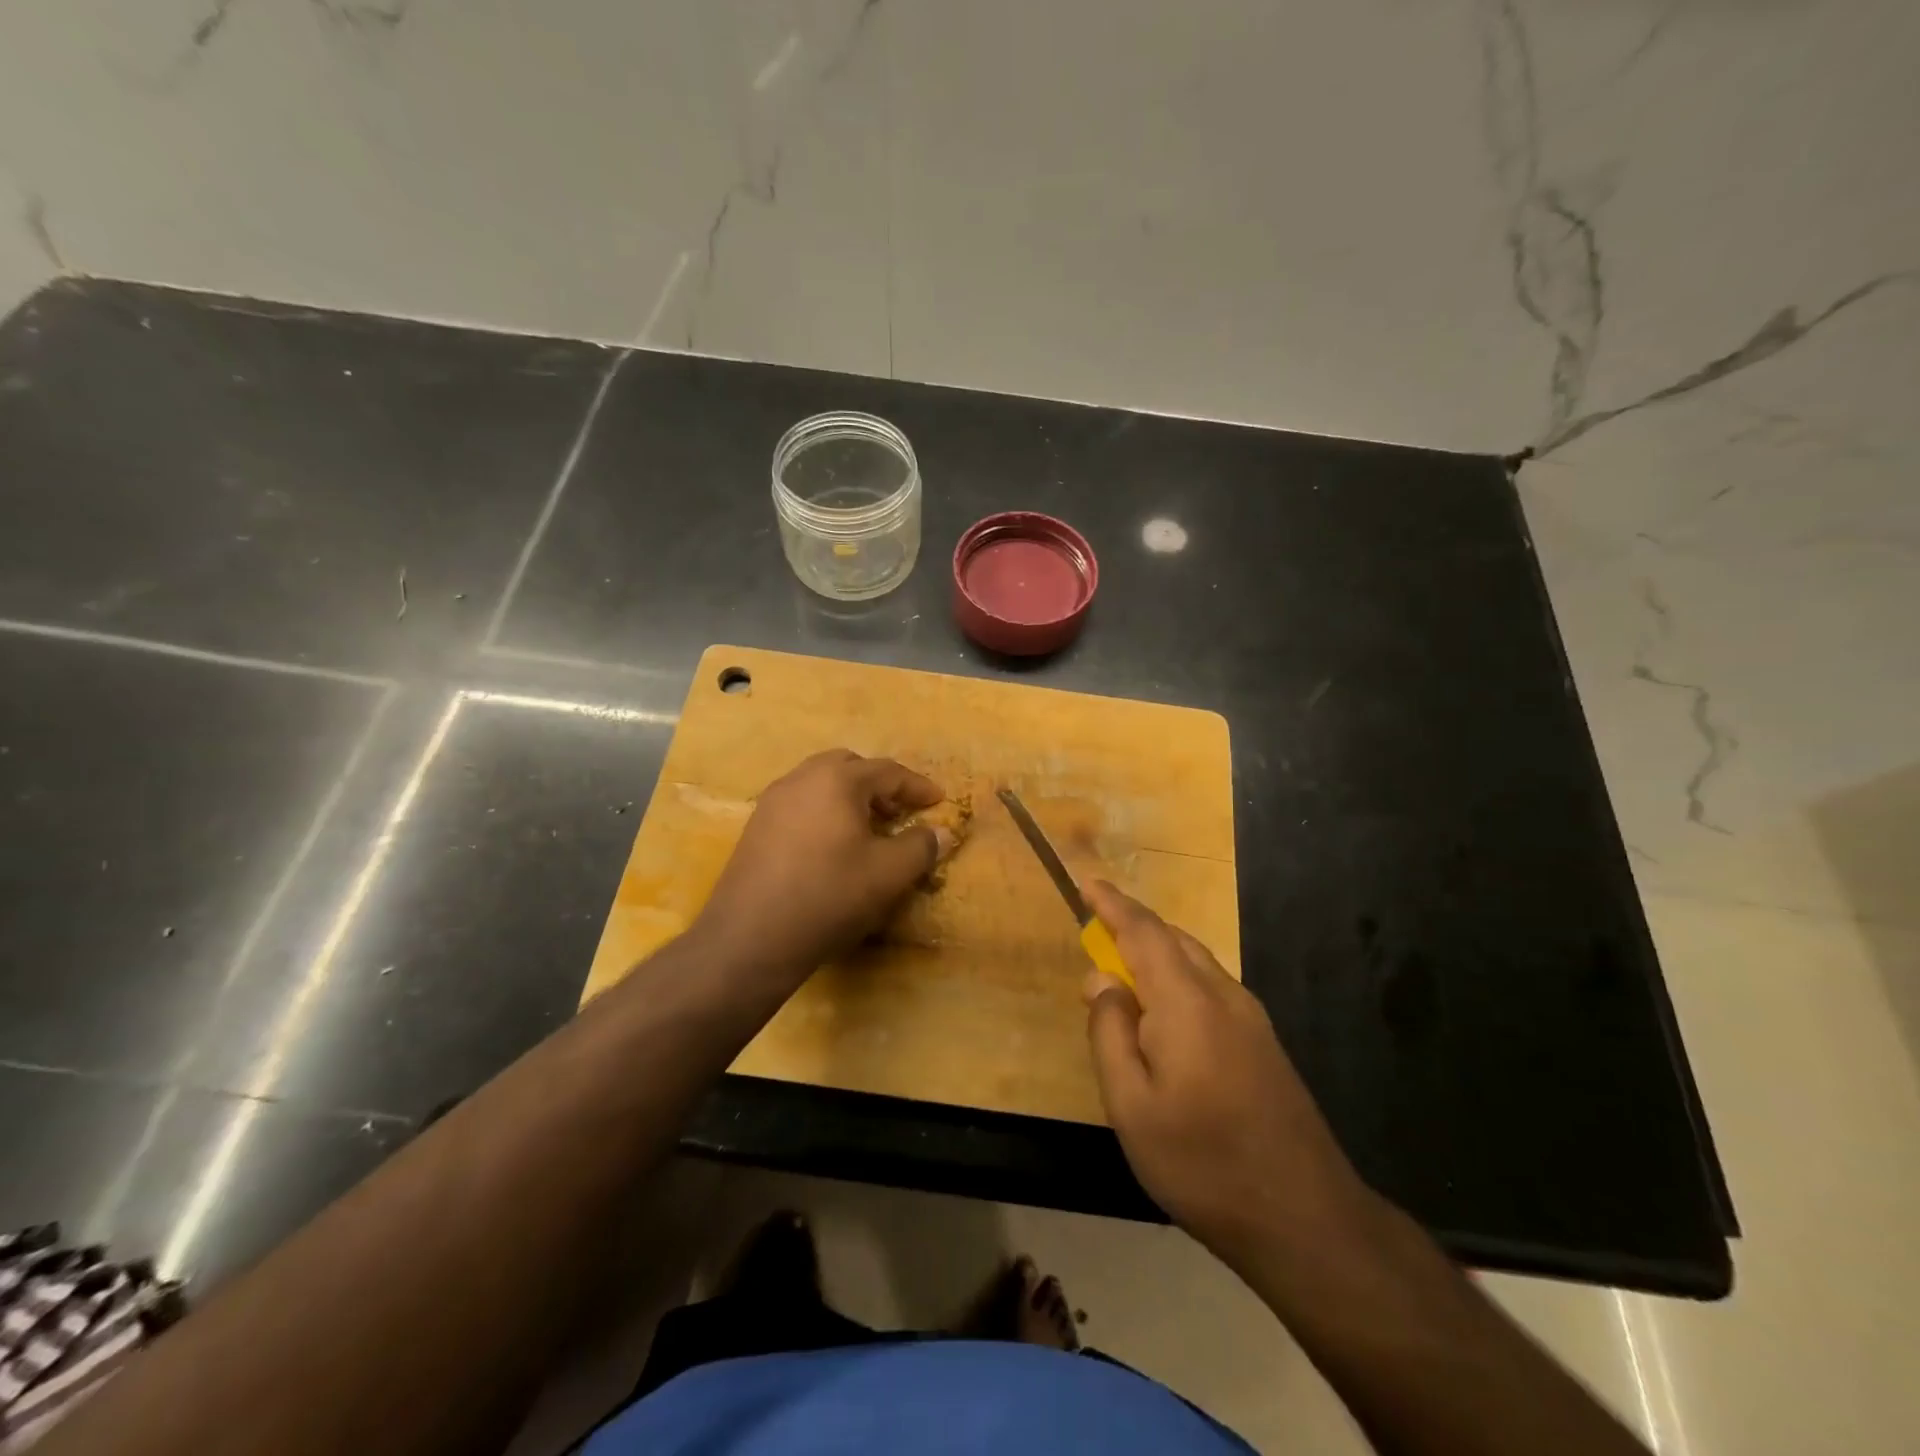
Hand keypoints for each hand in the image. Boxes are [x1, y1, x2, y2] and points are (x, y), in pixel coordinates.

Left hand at [693, 750, 951, 985]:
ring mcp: (773, 801)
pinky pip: (800, 804)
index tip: (938, 801)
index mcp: (837, 779)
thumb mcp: (888, 874)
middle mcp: (801, 778)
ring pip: (820, 783)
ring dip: (849, 797)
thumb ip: (921, 847)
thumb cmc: (829, 895)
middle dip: (879, 784)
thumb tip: (942, 832)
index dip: (917, 786)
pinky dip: (824, 811)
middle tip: (899, 811)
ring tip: (868, 829)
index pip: (888, 771)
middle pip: (849, 766)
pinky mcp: (755, 826)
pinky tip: (831, 846)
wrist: (751, 937)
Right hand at [1082, 882, 1374, 1267]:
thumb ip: (1110, 1033)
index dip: (1112, 904)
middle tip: (1094, 935)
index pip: (1143, 932)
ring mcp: (1251, 1018)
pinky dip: (1178, 978)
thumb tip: (1100, 979)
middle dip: (1132, 927)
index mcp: (1186, 1002)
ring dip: (1156, 953)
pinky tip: (1165, 1015)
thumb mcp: (1132, 1106)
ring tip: (1123, 975)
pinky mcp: (1264, 1042)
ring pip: (1195, 962)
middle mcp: (1223, 995)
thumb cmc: (1203, 1162)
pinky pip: (1211, 986)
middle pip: (1173, 939)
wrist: (1306, 1218)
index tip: (1086, 883)